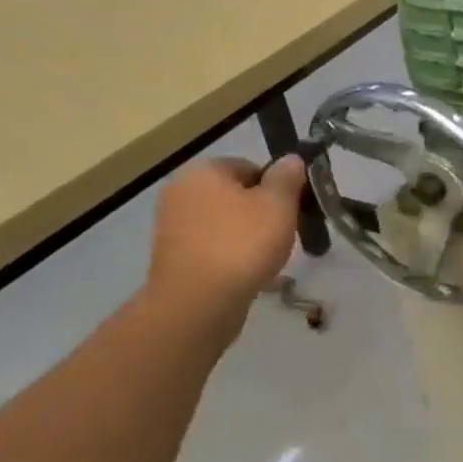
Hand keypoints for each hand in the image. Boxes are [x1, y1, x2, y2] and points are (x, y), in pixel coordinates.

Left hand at [142, 156, 307, 339]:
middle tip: (282, 234)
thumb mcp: (279, 205)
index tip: (291, 210)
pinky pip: (210, 246)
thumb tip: (291, 159)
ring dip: (245, 235)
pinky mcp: (171, 256)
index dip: (276, 187)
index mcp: (204, 170)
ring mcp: (171, 225)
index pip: (250, 167)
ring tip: (265, 258)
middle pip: (234, 194)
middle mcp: (181, 190)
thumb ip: (287, 178)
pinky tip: (244, 272)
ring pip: (223, 222)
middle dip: (260, 212)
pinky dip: (228, 254)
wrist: (197, 302)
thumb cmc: (242, 244)